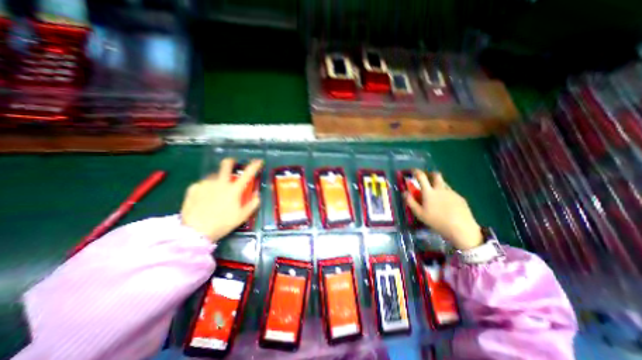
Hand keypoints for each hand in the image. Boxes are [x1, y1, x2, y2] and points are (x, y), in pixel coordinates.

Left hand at [179, 157, 261, 240]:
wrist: (195, 232)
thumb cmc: (222, 223)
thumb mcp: (242, 216)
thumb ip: (253, 204)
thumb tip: (257, 194)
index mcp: (234, 189)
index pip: (248, 174)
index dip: (254, 165)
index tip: (259, 161)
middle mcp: (220, 183)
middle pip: (225, 165)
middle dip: (231, 162)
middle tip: (232, 163)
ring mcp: (205, 184)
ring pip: (213, 176)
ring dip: (218, 179)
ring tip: (216, 189)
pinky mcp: (193, 189)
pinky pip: (202, 184)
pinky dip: (205, 187)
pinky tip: (204, 196)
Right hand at [406, 169, 480, 248]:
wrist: (461, 228)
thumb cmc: (437, 221)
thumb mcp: (419, 213)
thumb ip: (410, 201)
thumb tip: (404, 192)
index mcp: (429, 192)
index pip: (421, 176)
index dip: (415, 171)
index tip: (412, 170)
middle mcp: (440, 189)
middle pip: (436, 175)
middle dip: (430, 173)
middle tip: (426, 178)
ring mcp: (451, 192)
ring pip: (444, 183)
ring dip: (438, 184)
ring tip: (435, 194)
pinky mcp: (460, 198)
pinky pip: (450, 192)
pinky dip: (445, 193)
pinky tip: (446, 204)